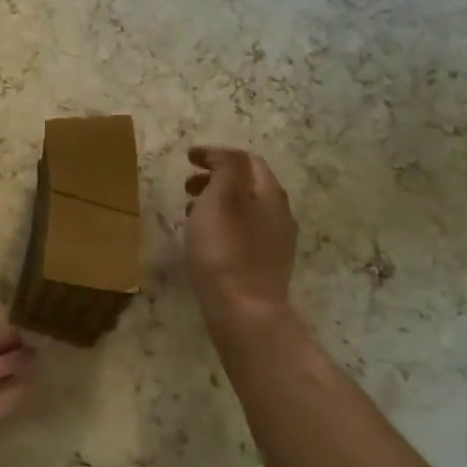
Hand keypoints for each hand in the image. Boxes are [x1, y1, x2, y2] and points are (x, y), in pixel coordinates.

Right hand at [184, 146, 296, 319]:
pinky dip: (222, 225)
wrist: (244, 312)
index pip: (247, 160)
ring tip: (190, 212)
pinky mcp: (266, 266)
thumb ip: (225, 168)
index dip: (217, 154)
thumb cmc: (225, 250)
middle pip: (248, 185)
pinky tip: (205, 240)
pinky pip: (243, 233)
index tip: (188, 158)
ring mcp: (275, 242)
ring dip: (217, 202)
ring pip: (245, 210)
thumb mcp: (220, 198)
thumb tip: (222, 155)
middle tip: (186, 185)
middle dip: (217, 178)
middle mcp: (280, 214)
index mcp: (270, 194)